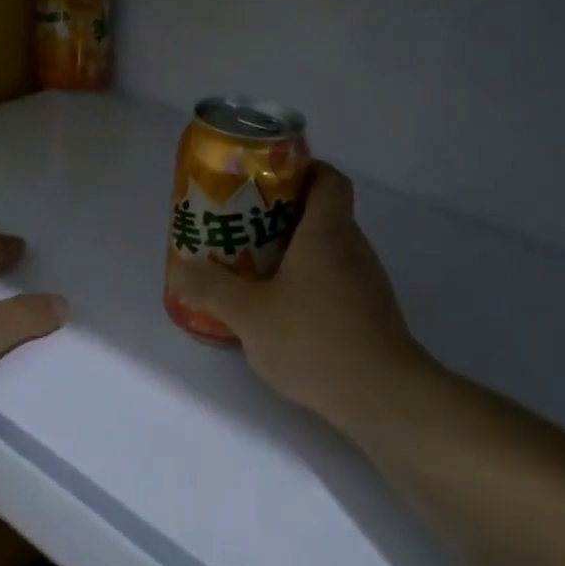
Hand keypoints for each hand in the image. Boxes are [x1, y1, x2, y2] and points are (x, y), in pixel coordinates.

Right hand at [167, 164, 435, 424]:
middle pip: (324, 213)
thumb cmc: (313, 338)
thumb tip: (183, 270)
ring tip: (257, 270)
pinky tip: (285, 313)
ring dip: (297, 254)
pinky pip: (338, 282)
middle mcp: (354, 247)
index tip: (268, 182)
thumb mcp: (248, 314)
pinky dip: (312, 285)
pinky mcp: (372, 313)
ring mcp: (368, 282)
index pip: (329, 178)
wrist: (381, 395)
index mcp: (328, 231)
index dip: (303, 170)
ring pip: (330, 251)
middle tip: (245, 228)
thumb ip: (212, 289)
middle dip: (285, 216)